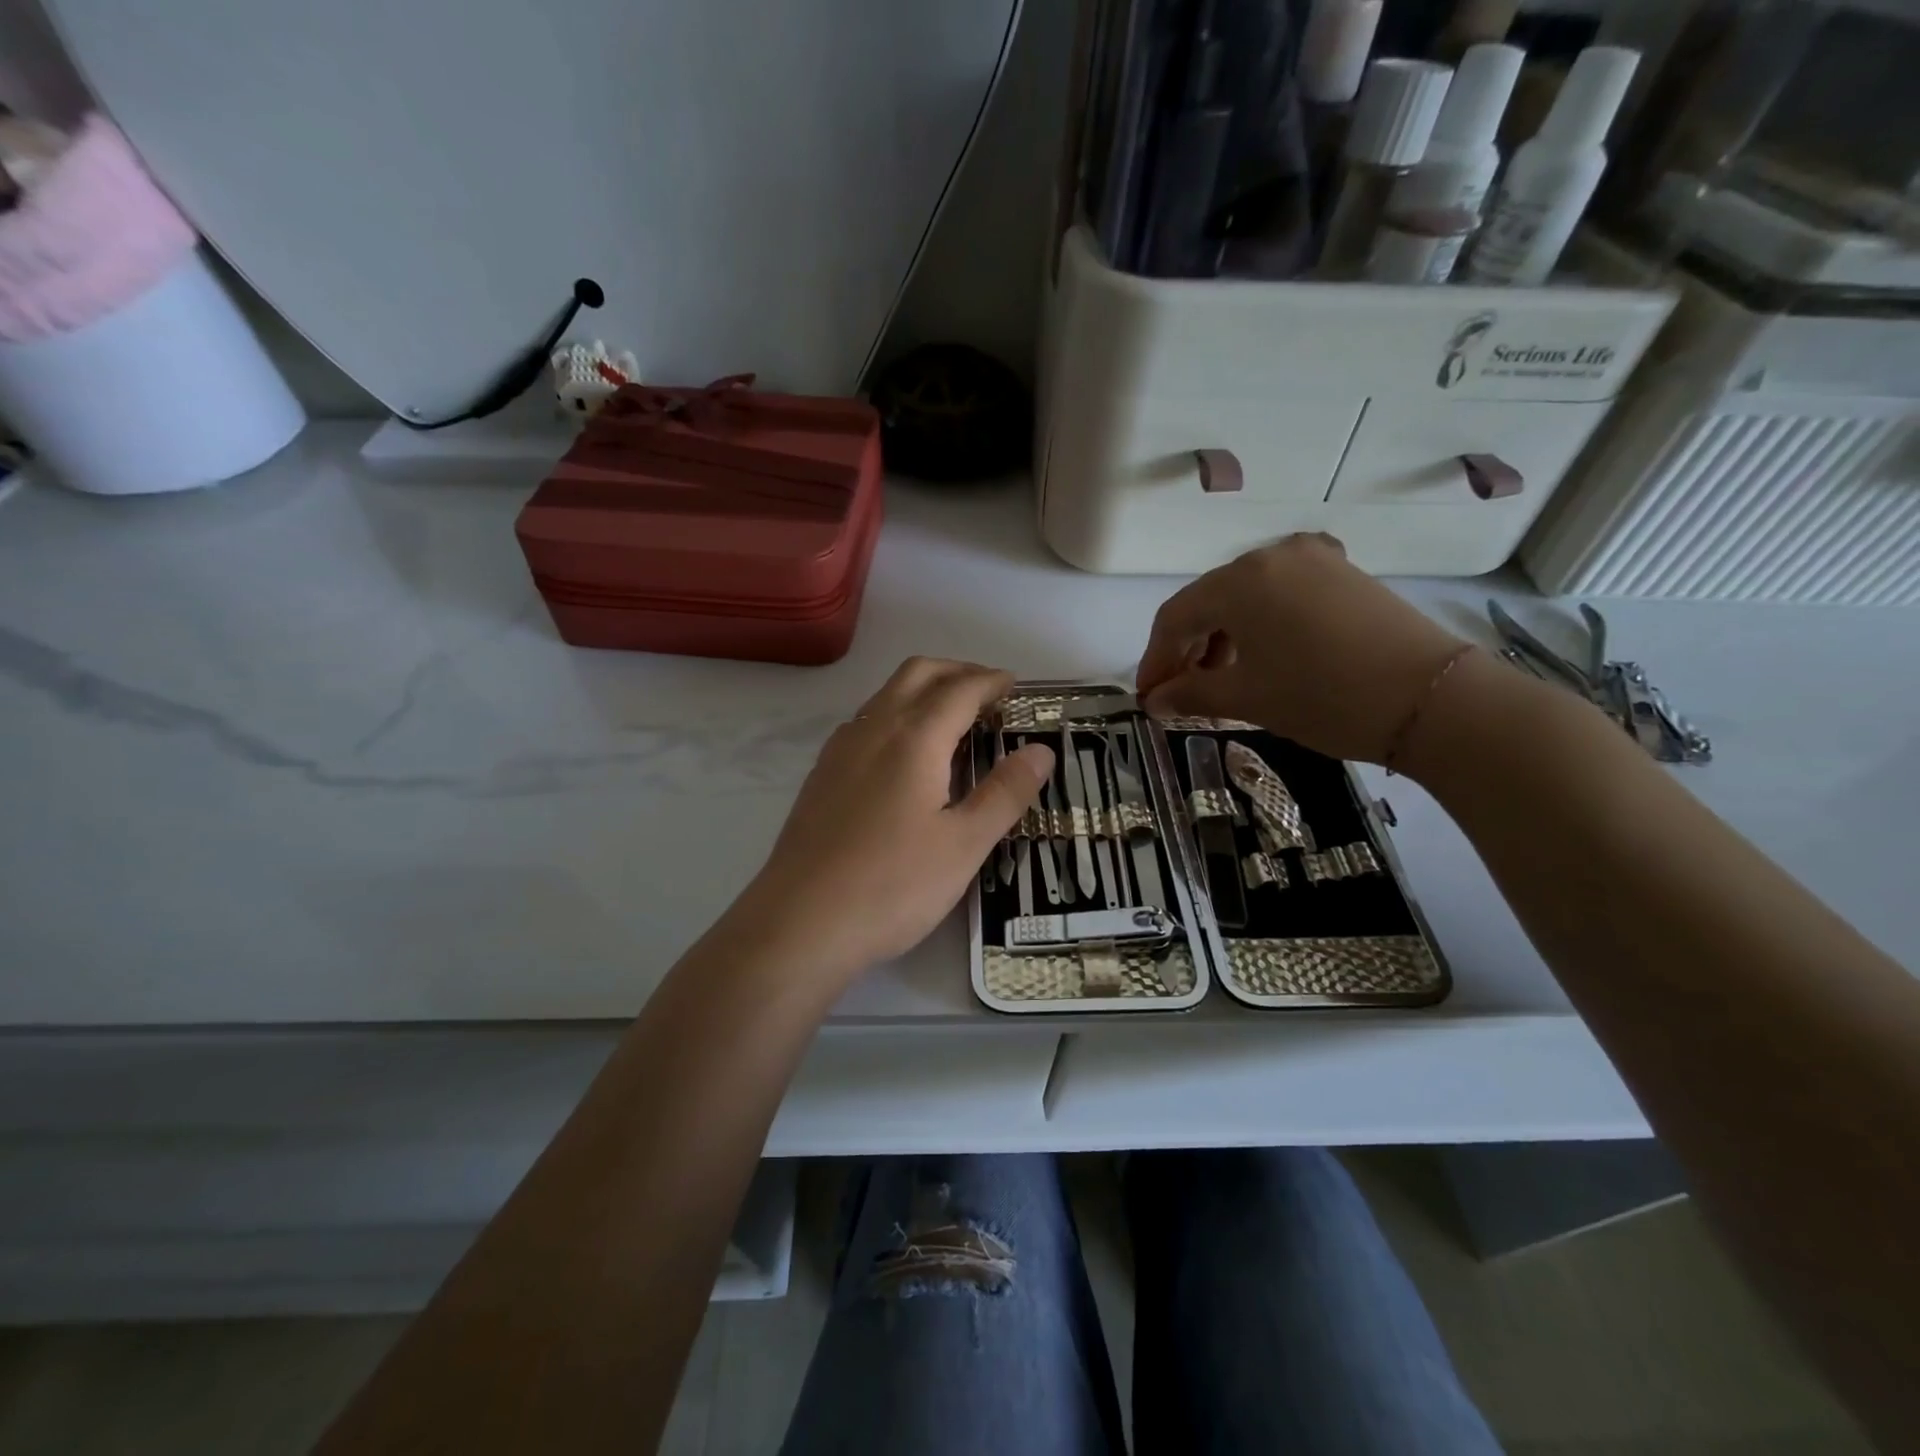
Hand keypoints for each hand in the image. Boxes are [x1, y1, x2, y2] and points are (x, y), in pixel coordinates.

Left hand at [740, 658, 1053, 983]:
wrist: (799, 924)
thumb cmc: (892, 886)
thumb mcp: (964, 845)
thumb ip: (1004, 792)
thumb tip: (1041, 750)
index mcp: (913, 738)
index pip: (960, 689)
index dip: (991, 682)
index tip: (1015, 687)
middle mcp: (873, 730)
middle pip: (917, 674)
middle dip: (957, 671)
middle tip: (988, 693)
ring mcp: (839, 751)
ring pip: (886, 695)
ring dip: (924, 691)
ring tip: (953, 721)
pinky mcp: (821, 776)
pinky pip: (866, 723)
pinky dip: (897, 716)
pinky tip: (905, 757)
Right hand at [1137, 535, 1466, 763]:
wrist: (1433, 699)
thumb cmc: (1323, 697)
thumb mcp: (1248, 698)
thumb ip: (1190, 695)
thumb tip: (1155, 701)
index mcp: (1240, 580)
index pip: (1175, 617)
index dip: (1155, 659)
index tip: (1148, 697)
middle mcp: (1272, 556)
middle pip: (1209, 602)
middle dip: (1188, 649)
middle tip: (1179, 693)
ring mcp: (1314, 560)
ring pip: (1246, 597)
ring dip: (1223, 638)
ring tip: (1221, 681)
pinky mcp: (1345, 574)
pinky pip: (1282, 595)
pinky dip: (1260, 626)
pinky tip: (1262, 658)